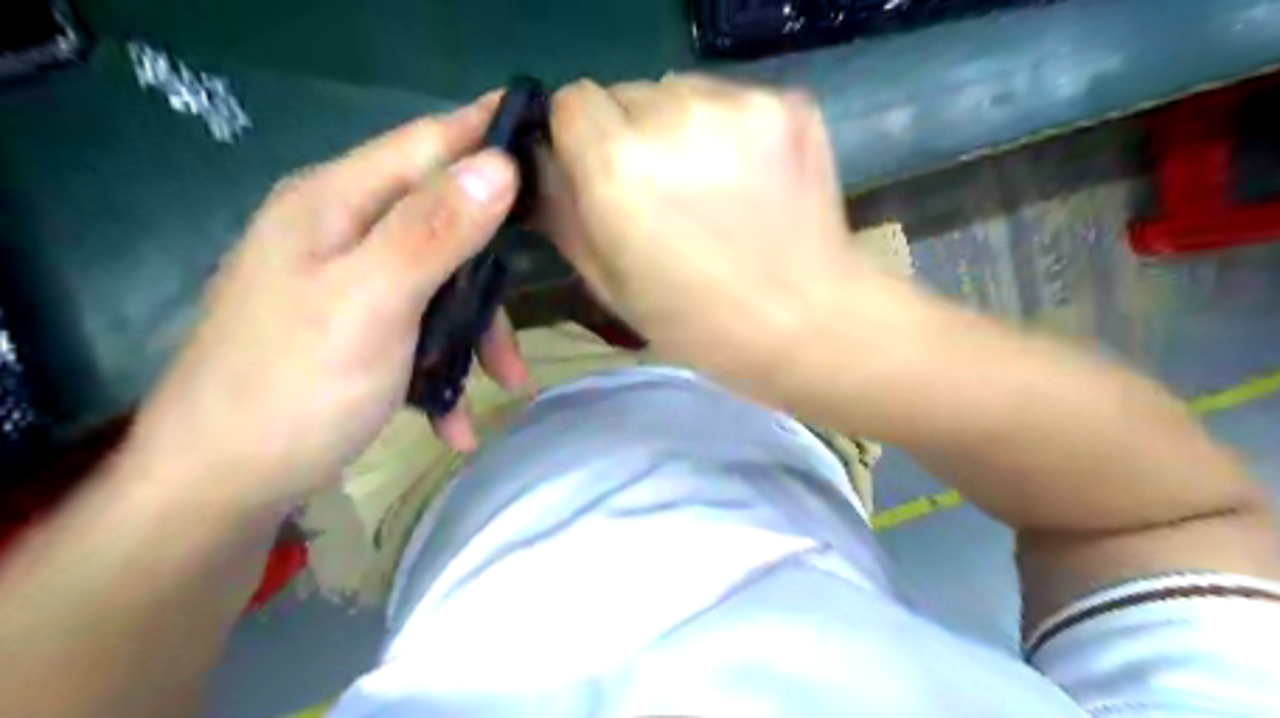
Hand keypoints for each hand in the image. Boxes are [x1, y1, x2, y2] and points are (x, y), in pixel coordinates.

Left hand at [125, 94, 529, 510]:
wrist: (221, 486)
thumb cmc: (295, 386)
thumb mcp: (372, 302)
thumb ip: (434, 231)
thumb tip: (499, 165)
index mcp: (336, 204)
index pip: (428, 142)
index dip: (488, 133)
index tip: (552, 135)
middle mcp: (342, 232)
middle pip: (445, 221)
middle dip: (492, 270)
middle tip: (535, 295)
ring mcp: (350, 283)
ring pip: (442, 283)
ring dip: (477, 333)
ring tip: (507, 384)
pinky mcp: (357, 329)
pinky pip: (421, 330)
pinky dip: (446, 369)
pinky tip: (456, 419)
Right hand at [546, 76, 892, 401]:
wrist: (808, 323)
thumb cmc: (700, 322)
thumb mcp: (610, 283)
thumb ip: (564, 213)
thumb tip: (544, 163)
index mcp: (618, 168)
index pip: (571, 101)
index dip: (579, 137)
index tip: (600, 172)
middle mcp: (673, 116)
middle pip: (626, 93)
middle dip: (630, 134)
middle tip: (663, 192)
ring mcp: (739, 104)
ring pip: (680, 90)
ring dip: (680, 128)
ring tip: (711, 187)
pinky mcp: (789, 104)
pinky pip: (733, 100)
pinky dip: (729, 130)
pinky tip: (750, 180)